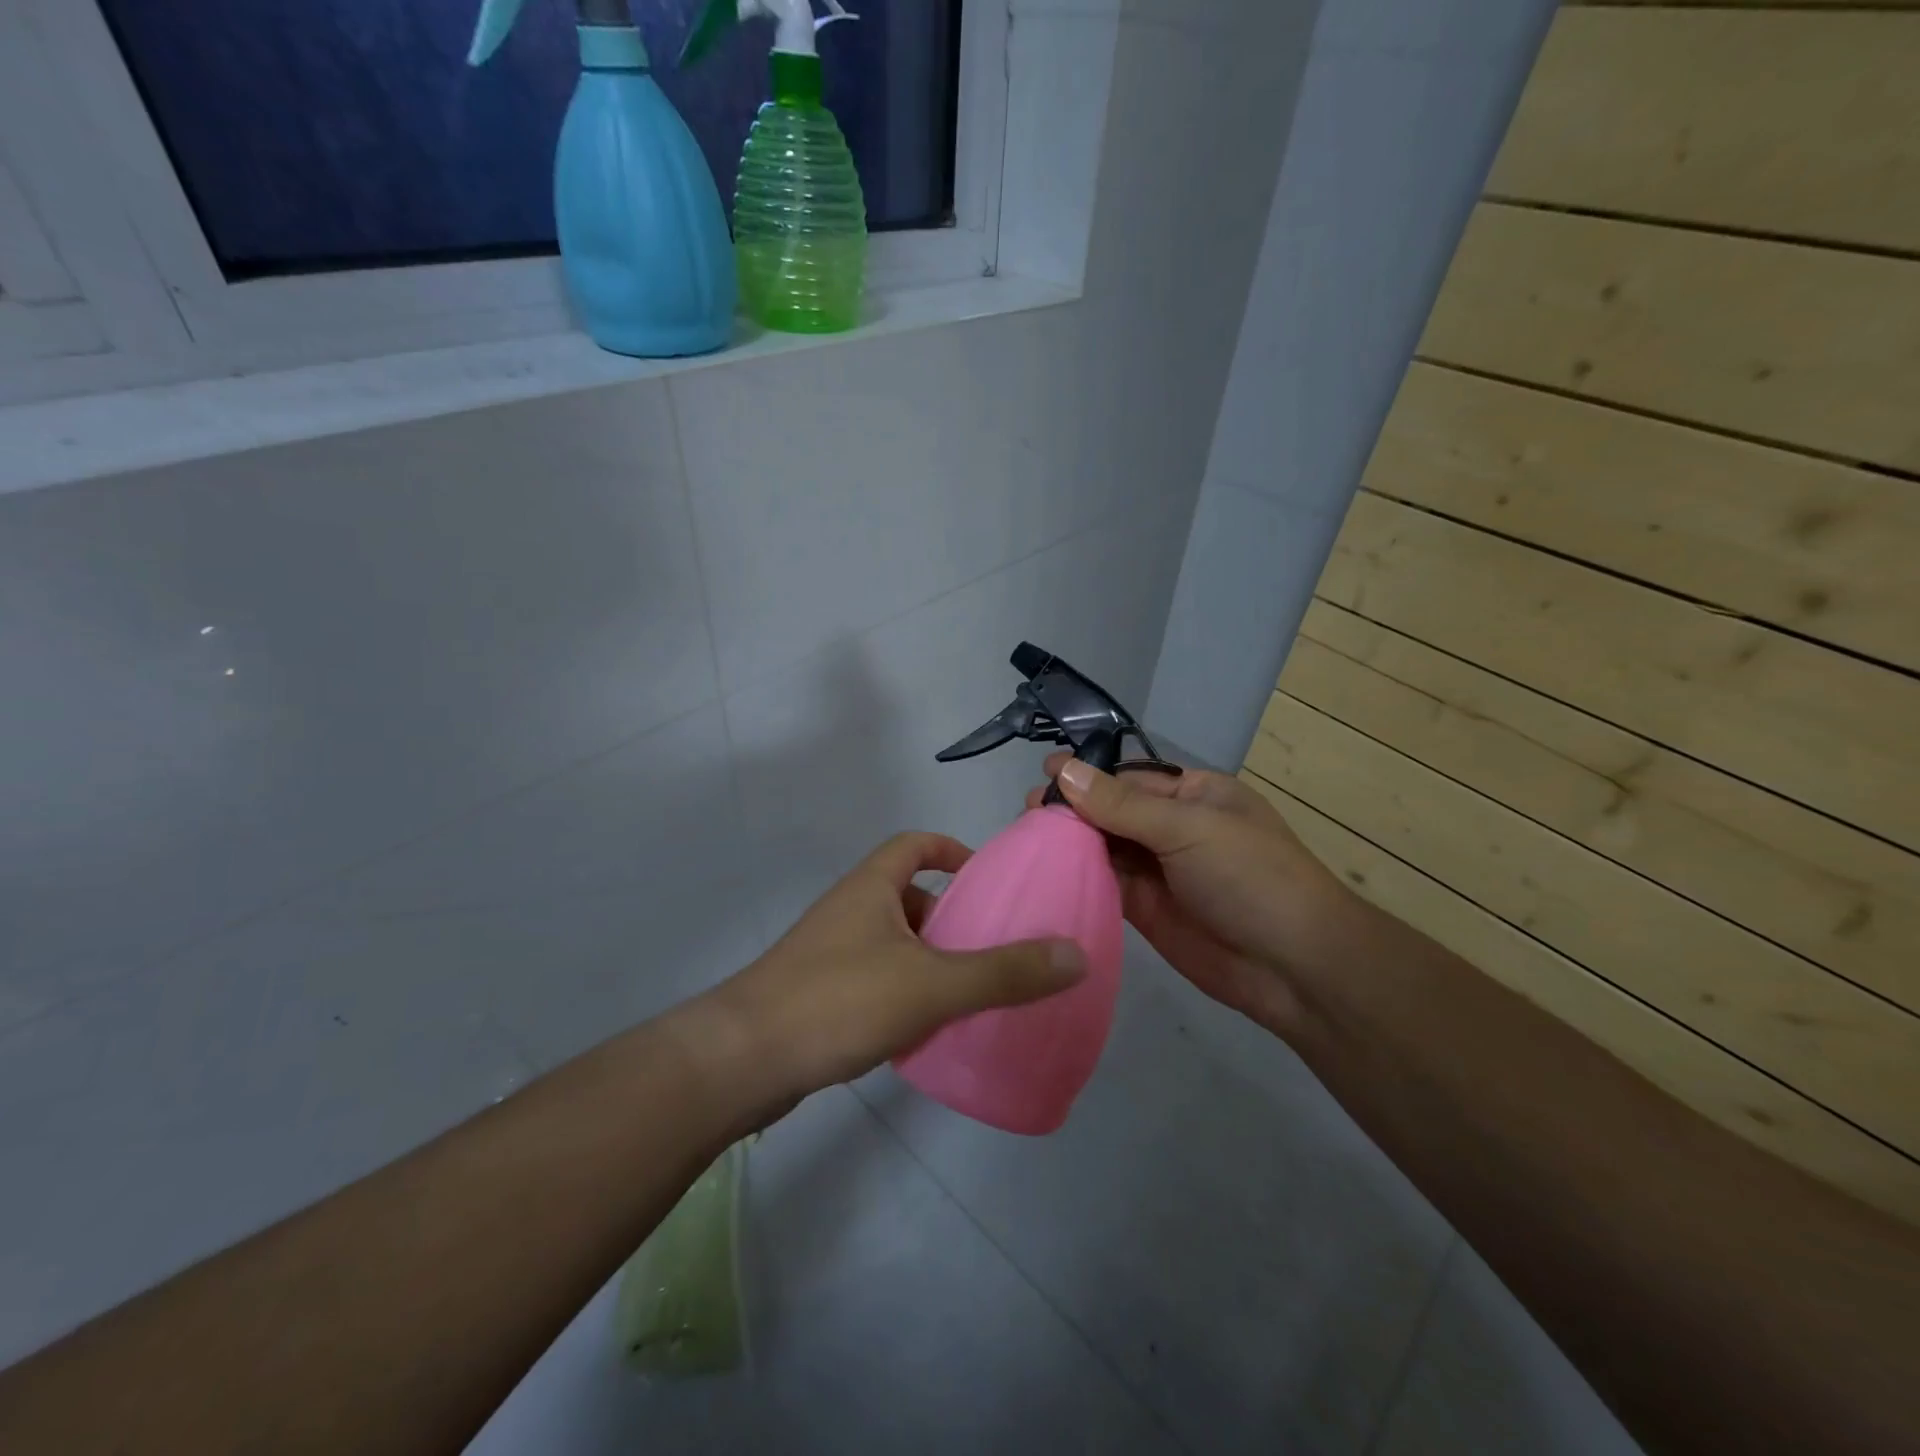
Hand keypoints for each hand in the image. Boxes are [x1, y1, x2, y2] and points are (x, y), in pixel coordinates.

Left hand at [700, 833, 1085, 1108]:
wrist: (742, 1061)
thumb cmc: (838, 1001)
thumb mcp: (932, 984)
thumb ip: (1004, 972)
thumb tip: (1076, 954)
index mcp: (871, 886)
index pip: (914, 843)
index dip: (952, 850)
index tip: (987, 879)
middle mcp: (848, 909)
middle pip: (907, 894)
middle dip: (949, 916)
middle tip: (991, 946)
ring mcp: (828, 953)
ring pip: (892, 942)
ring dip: (928, 959)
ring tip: (968, 992)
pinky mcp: (817, 994)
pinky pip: (874, 979)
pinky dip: (903, 992)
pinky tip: (924, 1029)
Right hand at [1027, 755, 1351, 1035]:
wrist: (1293, 966)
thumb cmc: (1249, 876)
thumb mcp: (1188, 828)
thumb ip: (1122, 804)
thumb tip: (1065, 771)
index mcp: (1194, 795)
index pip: (1130, 777)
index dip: (1089, 773)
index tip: (1045, 771)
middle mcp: (1173, 828)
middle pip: (1113, 810)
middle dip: (1074, 808)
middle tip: (1027, 810)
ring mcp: (1159, 870)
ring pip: (1105, 847)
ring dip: (1070, 842)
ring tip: (1026, 836)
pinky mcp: (1146, 909)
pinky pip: (1106, 884)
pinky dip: (1078, 877)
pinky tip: (1044, 870)